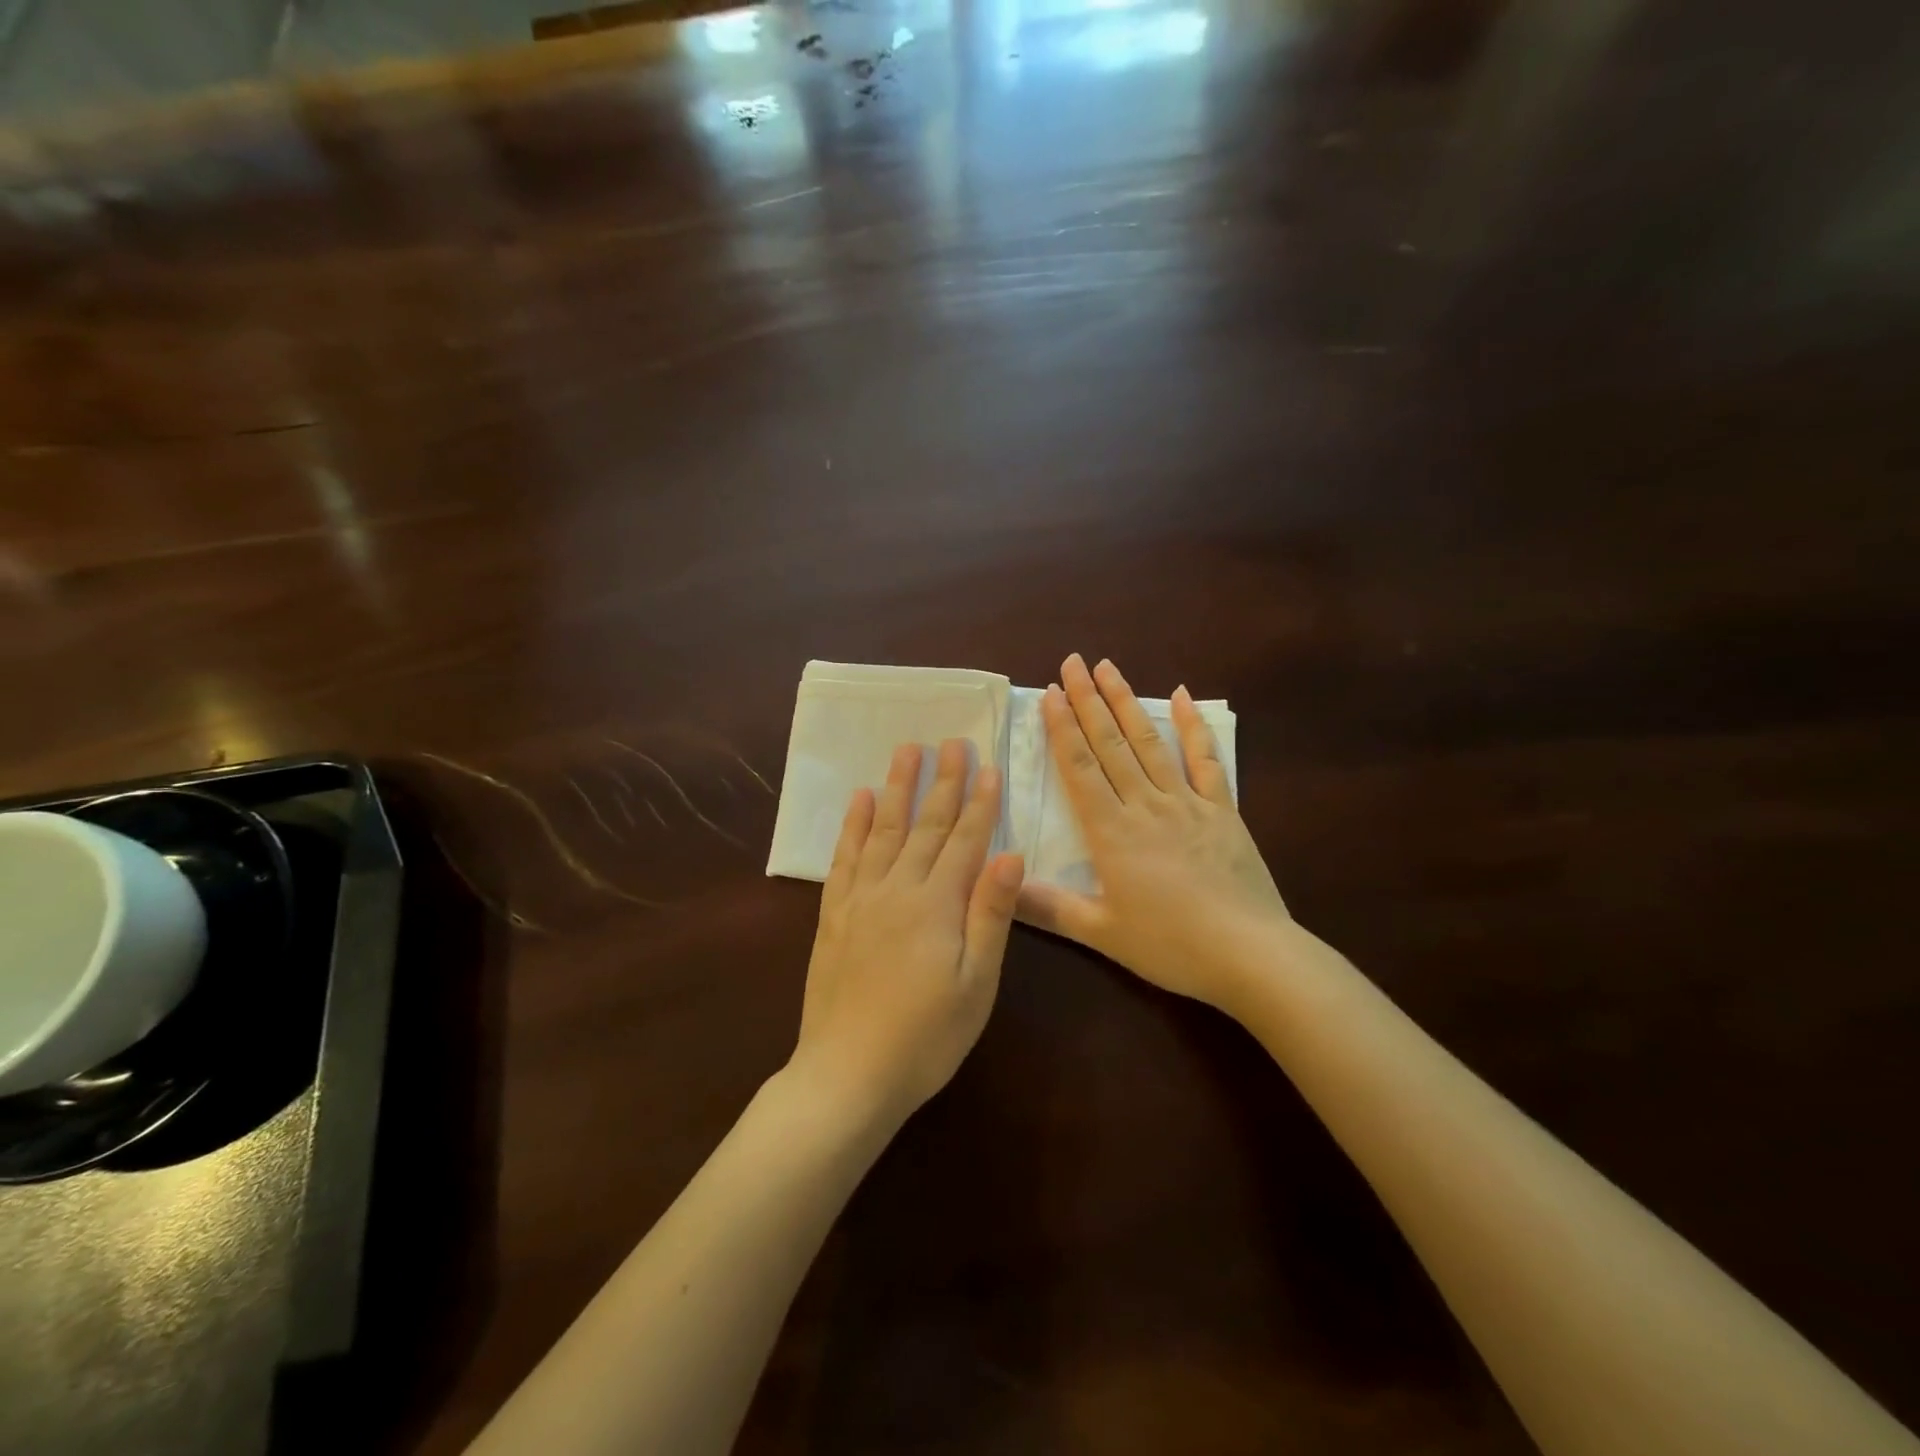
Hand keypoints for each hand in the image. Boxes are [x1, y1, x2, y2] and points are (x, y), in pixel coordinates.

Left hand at [790, 739, 1025, 1129]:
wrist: (848, 1075)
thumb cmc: (926, 1036)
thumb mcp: (976, 983)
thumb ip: (991, 914)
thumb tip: (1010, 853)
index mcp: (937, 904)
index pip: (965, 840)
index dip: (980, 802)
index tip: (988, 765)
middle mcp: (897, 888)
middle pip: (925, 825)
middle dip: (942, 781)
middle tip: (951, 741)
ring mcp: (860, 898)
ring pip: (882, 829)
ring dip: (896, 788)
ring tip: (906, 750)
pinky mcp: (834, 914)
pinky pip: (844, 857)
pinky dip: (852, 825)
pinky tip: (858, 799)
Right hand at [1017, 653, 1288, 1013]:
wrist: (1251, 955)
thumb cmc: (1171, 946)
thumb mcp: (1101, 933)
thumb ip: (1047, 908)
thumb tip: (997, 884)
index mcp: (1112, 832)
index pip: (1080, 768)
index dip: (1063, 728)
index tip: (1050, 693)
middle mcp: (1146, 805)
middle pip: (1111, 744)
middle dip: (1088, 701)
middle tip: (1072, 662)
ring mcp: (1188, 803)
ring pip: (1150, 742)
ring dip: (1127, 702)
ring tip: (1109, 667)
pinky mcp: (1222, 810)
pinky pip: (1206, 761)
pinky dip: (1193, 727)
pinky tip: (1183, 696)